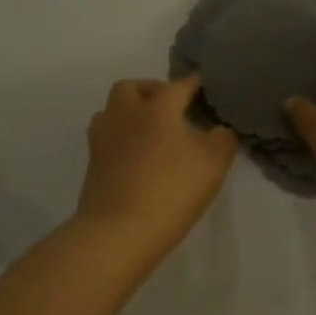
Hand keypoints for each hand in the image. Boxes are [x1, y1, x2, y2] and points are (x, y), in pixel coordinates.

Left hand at [76, 74, 237, 260]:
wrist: (119, 230)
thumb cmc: (171, 190)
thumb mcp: (213, 164)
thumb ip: (222, 140)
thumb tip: (218, 130)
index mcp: (157, 108)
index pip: (177, 86)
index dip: (192, 84)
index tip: (202, 85)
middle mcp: (126, 115)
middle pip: (132, 88)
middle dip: (150, 90)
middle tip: (169, 105)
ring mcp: (103, 139)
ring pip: (112, 111)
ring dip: (130, 112)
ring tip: (150, 130)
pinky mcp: (92, 164)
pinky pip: (107, 138)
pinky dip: (122, 137)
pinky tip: (136, 155)